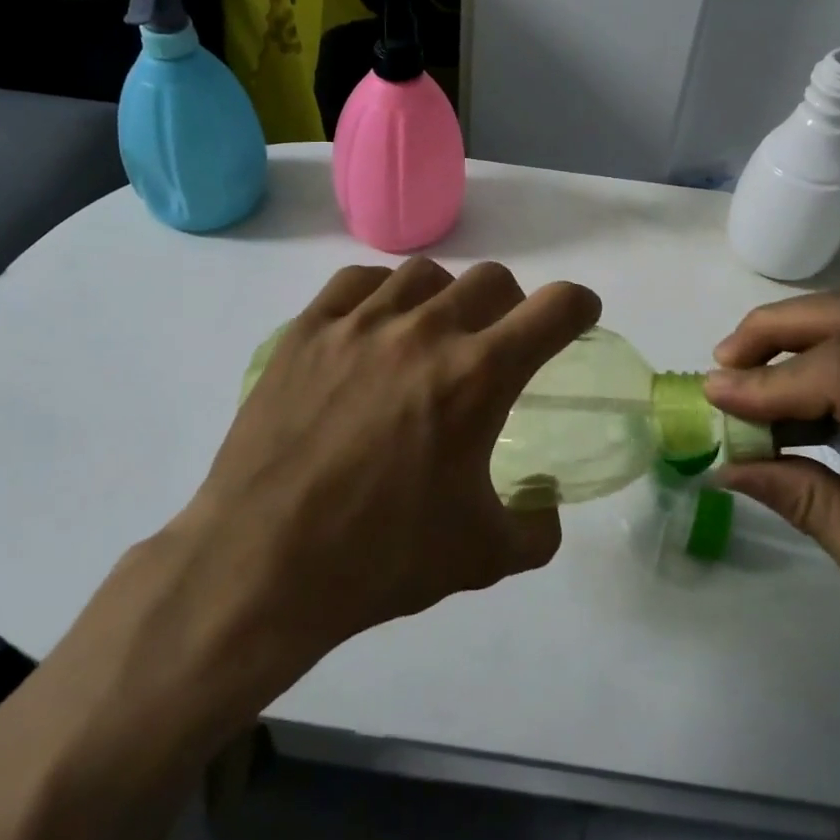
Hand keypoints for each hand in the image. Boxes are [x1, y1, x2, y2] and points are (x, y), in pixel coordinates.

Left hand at [180, 258, 599, 662]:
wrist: (261, 565)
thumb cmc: (380, 560)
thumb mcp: (481, 557)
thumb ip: (537, 528)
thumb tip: (548, 501)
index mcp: (476, 377)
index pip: (554, 308)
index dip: (578, 306)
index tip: (577, 317)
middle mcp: (424, 332)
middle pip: (492, 279)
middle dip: (512, 306)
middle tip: (498, 342)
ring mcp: (359, 323)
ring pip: (425, 274)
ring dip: (446, 298)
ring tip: (432, 336)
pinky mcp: (307, 330)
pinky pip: (358, 282)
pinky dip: (381, 295)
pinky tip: (374, 329)